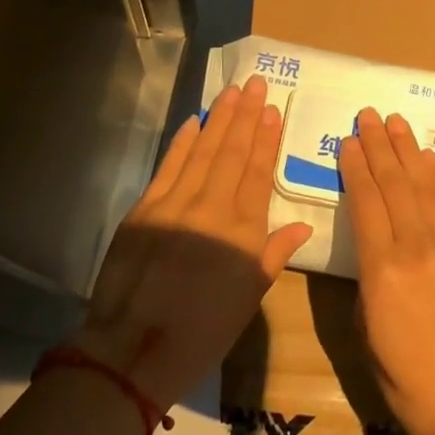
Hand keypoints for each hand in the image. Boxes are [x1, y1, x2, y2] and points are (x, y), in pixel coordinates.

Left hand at [73, 74, 312, 409]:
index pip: (257, 173)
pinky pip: (168, 165)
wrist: (132, 350)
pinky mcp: (145, 207)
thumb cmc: (201, 333)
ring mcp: (175, 203)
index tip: (272, 110)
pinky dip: (182, 141)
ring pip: (202, 150)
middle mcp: (212, 207)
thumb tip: (302, 226)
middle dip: (245, 116)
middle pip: (231, 152)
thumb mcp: (248, 300)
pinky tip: (194, 121)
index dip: (266, 139)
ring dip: (218, 119)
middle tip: (255, 83)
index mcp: (242, 232)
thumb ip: (272, 255)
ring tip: (231, 92)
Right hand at [337, 107, 434, 434]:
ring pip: (426, 186)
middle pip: (394, 184)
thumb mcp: (365, 326)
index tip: (348, 141)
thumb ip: (367, 273)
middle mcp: (418, 249)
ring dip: (408, 151)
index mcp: (382, 270)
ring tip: (395, 123)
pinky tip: (429, 158)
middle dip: (379, 145)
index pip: (366, 201)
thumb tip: (374, 239)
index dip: (356, 167)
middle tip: (369, 115)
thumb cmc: (405, 376)